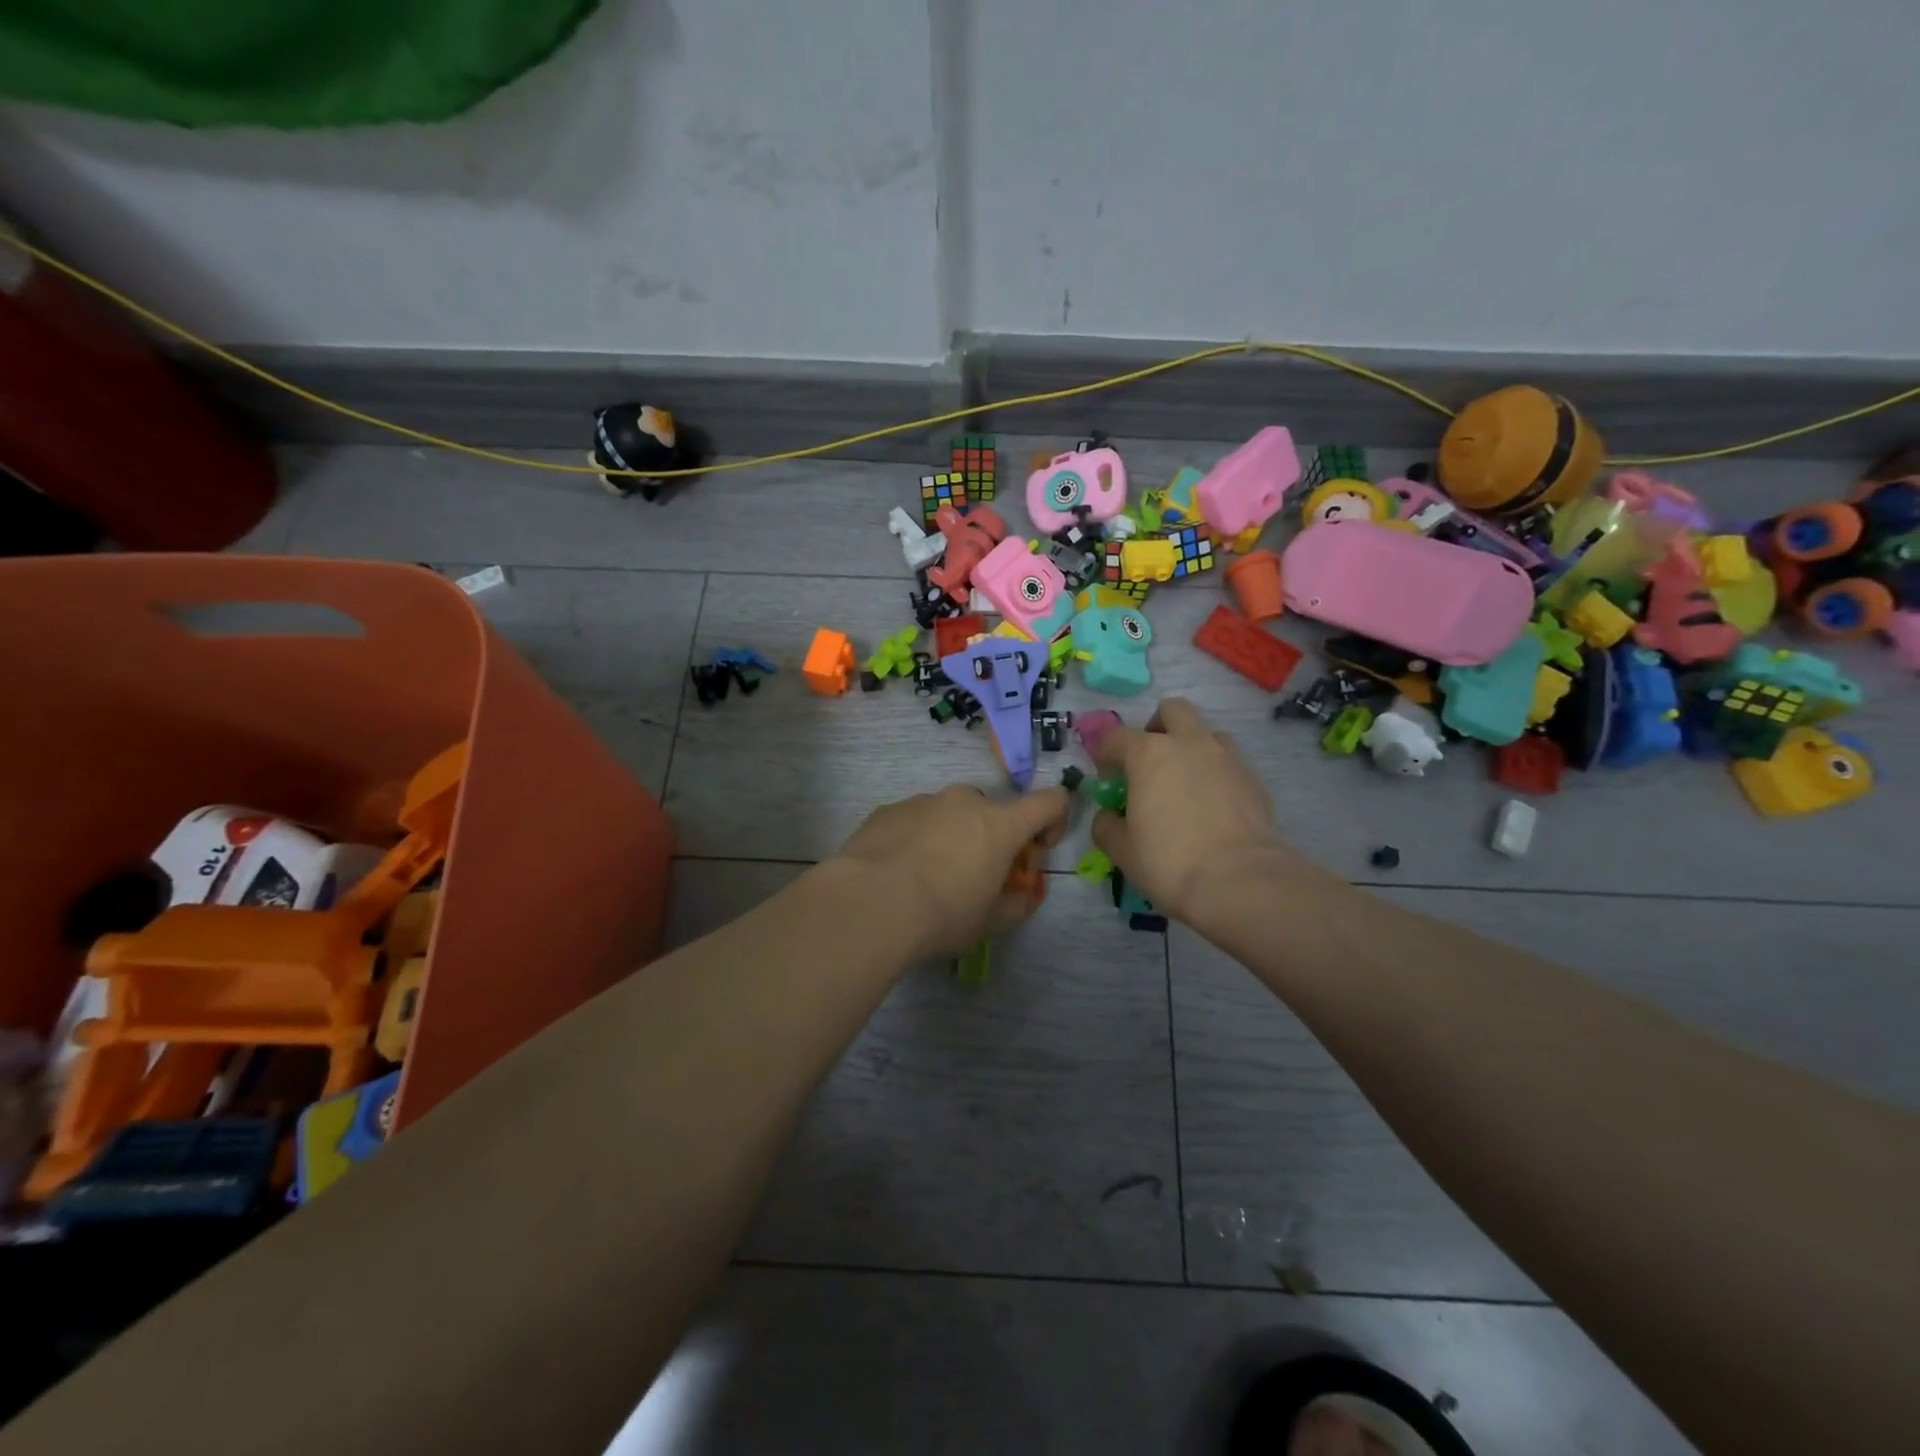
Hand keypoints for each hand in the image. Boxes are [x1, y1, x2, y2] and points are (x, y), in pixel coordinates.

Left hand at [834, 784, 1069, 957]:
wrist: (868, 904)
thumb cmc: (942, 915)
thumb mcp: (990, 922)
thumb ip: (1016, 903)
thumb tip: (1021, 894)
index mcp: (1000, 824)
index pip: (1049, 801)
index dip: (1054, 821)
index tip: (1036, 851)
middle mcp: (964, 801)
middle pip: (993, 811)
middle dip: (993, 838)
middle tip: (975, 877)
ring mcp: (923, 801)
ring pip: (951, 814)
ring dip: (952, 838)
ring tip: (928, 879)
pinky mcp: (888, 810)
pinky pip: (915, 820)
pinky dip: (917, 839)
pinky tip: (898, 873)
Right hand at [1090, 698, 1300, 929]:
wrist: (1241, 881)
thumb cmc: (1170, 862)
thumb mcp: (1122, 850)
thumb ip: (1107, 825)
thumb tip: (1109, 816)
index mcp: (1149, 754)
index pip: (1115, 737)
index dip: (1104, 753)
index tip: (1105, 776)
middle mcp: (1189, 744)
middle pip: (1172, 710)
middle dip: (1157, 727)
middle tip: (1150, 761)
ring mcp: (1226, 758)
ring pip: (1206, 733)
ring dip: (1191, 747)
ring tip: (1184, 783)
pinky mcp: (1253, 779)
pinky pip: (1229, 763)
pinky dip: (1215, 774)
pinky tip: (1211, 807)